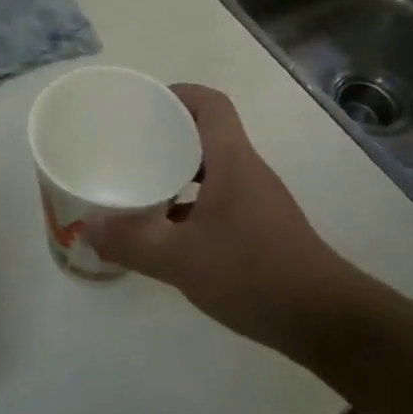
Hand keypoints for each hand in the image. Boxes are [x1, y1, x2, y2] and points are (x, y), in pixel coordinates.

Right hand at [86, 84, 358, 359]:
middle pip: (208, 133)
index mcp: (232, 161)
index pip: (210, 104)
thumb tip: (88, 227)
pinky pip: (220, 198)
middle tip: (130, 146)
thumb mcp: (181, 259)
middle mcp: (247, 171)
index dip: (178, 94)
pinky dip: (192, 202)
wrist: (324, 319)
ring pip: (213, 169)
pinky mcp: (262, 227)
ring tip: (142, 184)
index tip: (143, 105)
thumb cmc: (253, 274)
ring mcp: (257, 200)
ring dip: (180, 171)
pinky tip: (169, 230)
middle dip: (169, 134)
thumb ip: (132, 241)